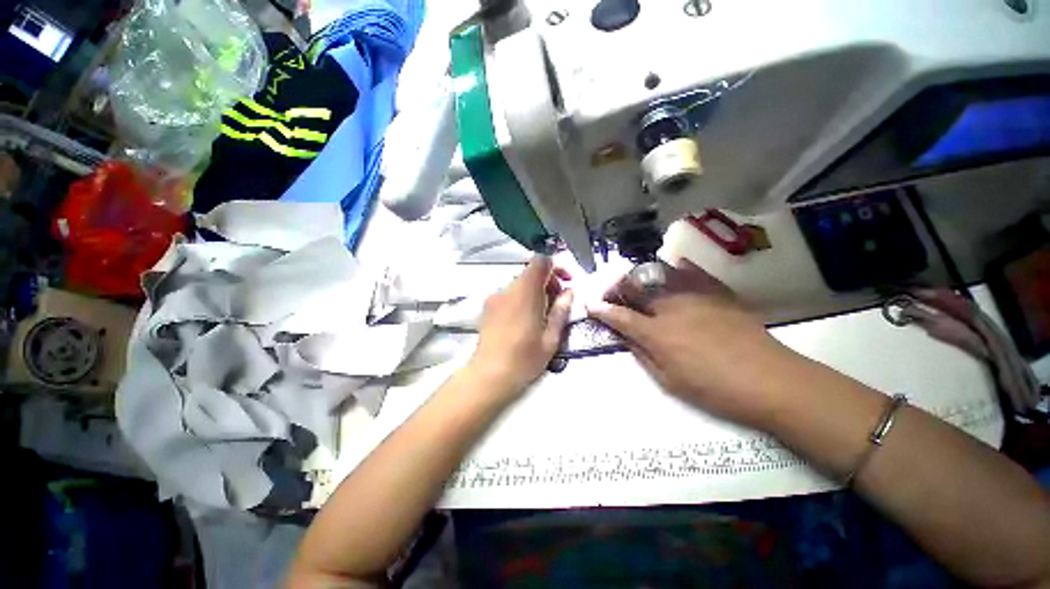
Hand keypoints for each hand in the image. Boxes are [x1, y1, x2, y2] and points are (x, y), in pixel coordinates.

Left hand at [467, 255, 572, 397]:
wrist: (488, 375)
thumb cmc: (524, 359)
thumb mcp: (551, 338)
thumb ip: (561, 311)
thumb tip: (569, 292)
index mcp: (525, 293)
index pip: (541, 261)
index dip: (556, 267)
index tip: (566, 283)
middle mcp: (508, 289)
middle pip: (531, 272)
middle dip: (548, 282)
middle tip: (557, 303)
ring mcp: (495, 297)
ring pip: (520, 283)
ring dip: (535, 291)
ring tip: (541, 314)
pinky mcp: (488, 306)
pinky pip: (510, 293)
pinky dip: (522, 298)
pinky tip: (525, 320)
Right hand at [587, 258, 798, 427]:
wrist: (771, 381)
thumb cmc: (715, 389)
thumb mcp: (669, 380)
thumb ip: (642, 354)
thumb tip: (626, 336)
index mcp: (657, 333)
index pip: (619, 316)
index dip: (601, 309)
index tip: (590, 305)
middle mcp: (671, 307)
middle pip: (635, 287)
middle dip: (616, 287)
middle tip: (611, 293)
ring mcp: (694, 295)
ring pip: (658, 273)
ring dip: (639, 276)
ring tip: (636, 282)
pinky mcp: (716, 291)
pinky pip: (690, 271)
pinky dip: (675, 267)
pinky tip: (671, 268)